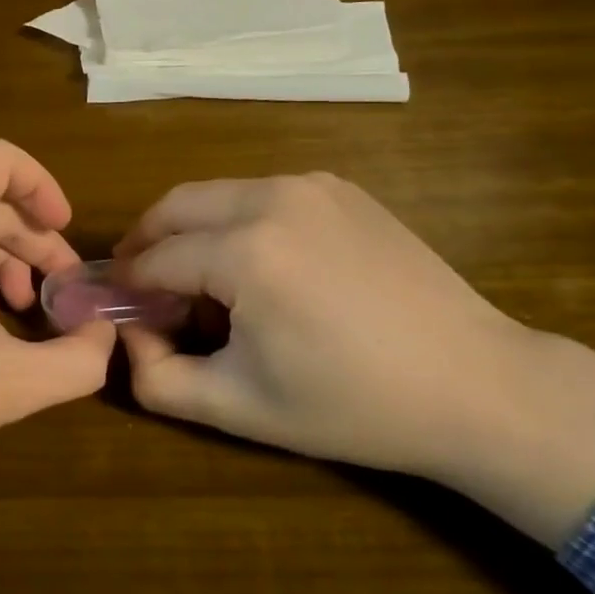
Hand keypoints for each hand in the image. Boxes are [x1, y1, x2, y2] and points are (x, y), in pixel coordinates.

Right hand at [115, 174, 594, 547]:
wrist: (477, 385)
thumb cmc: (353, 405)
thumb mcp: (239, 407)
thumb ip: (156, 378)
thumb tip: (127, 337)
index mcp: (245, 251)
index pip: (155, 258)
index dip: (127, 285)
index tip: (117, 308)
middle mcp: (271, 198)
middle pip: (176, 206)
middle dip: (146, 240)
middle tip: (140, 281)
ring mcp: (311, 186)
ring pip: (217, 193)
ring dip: (190, 228)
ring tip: (196, 275)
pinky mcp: (341, 188)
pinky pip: (263, 193)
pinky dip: (236, 219)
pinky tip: (255, 263)